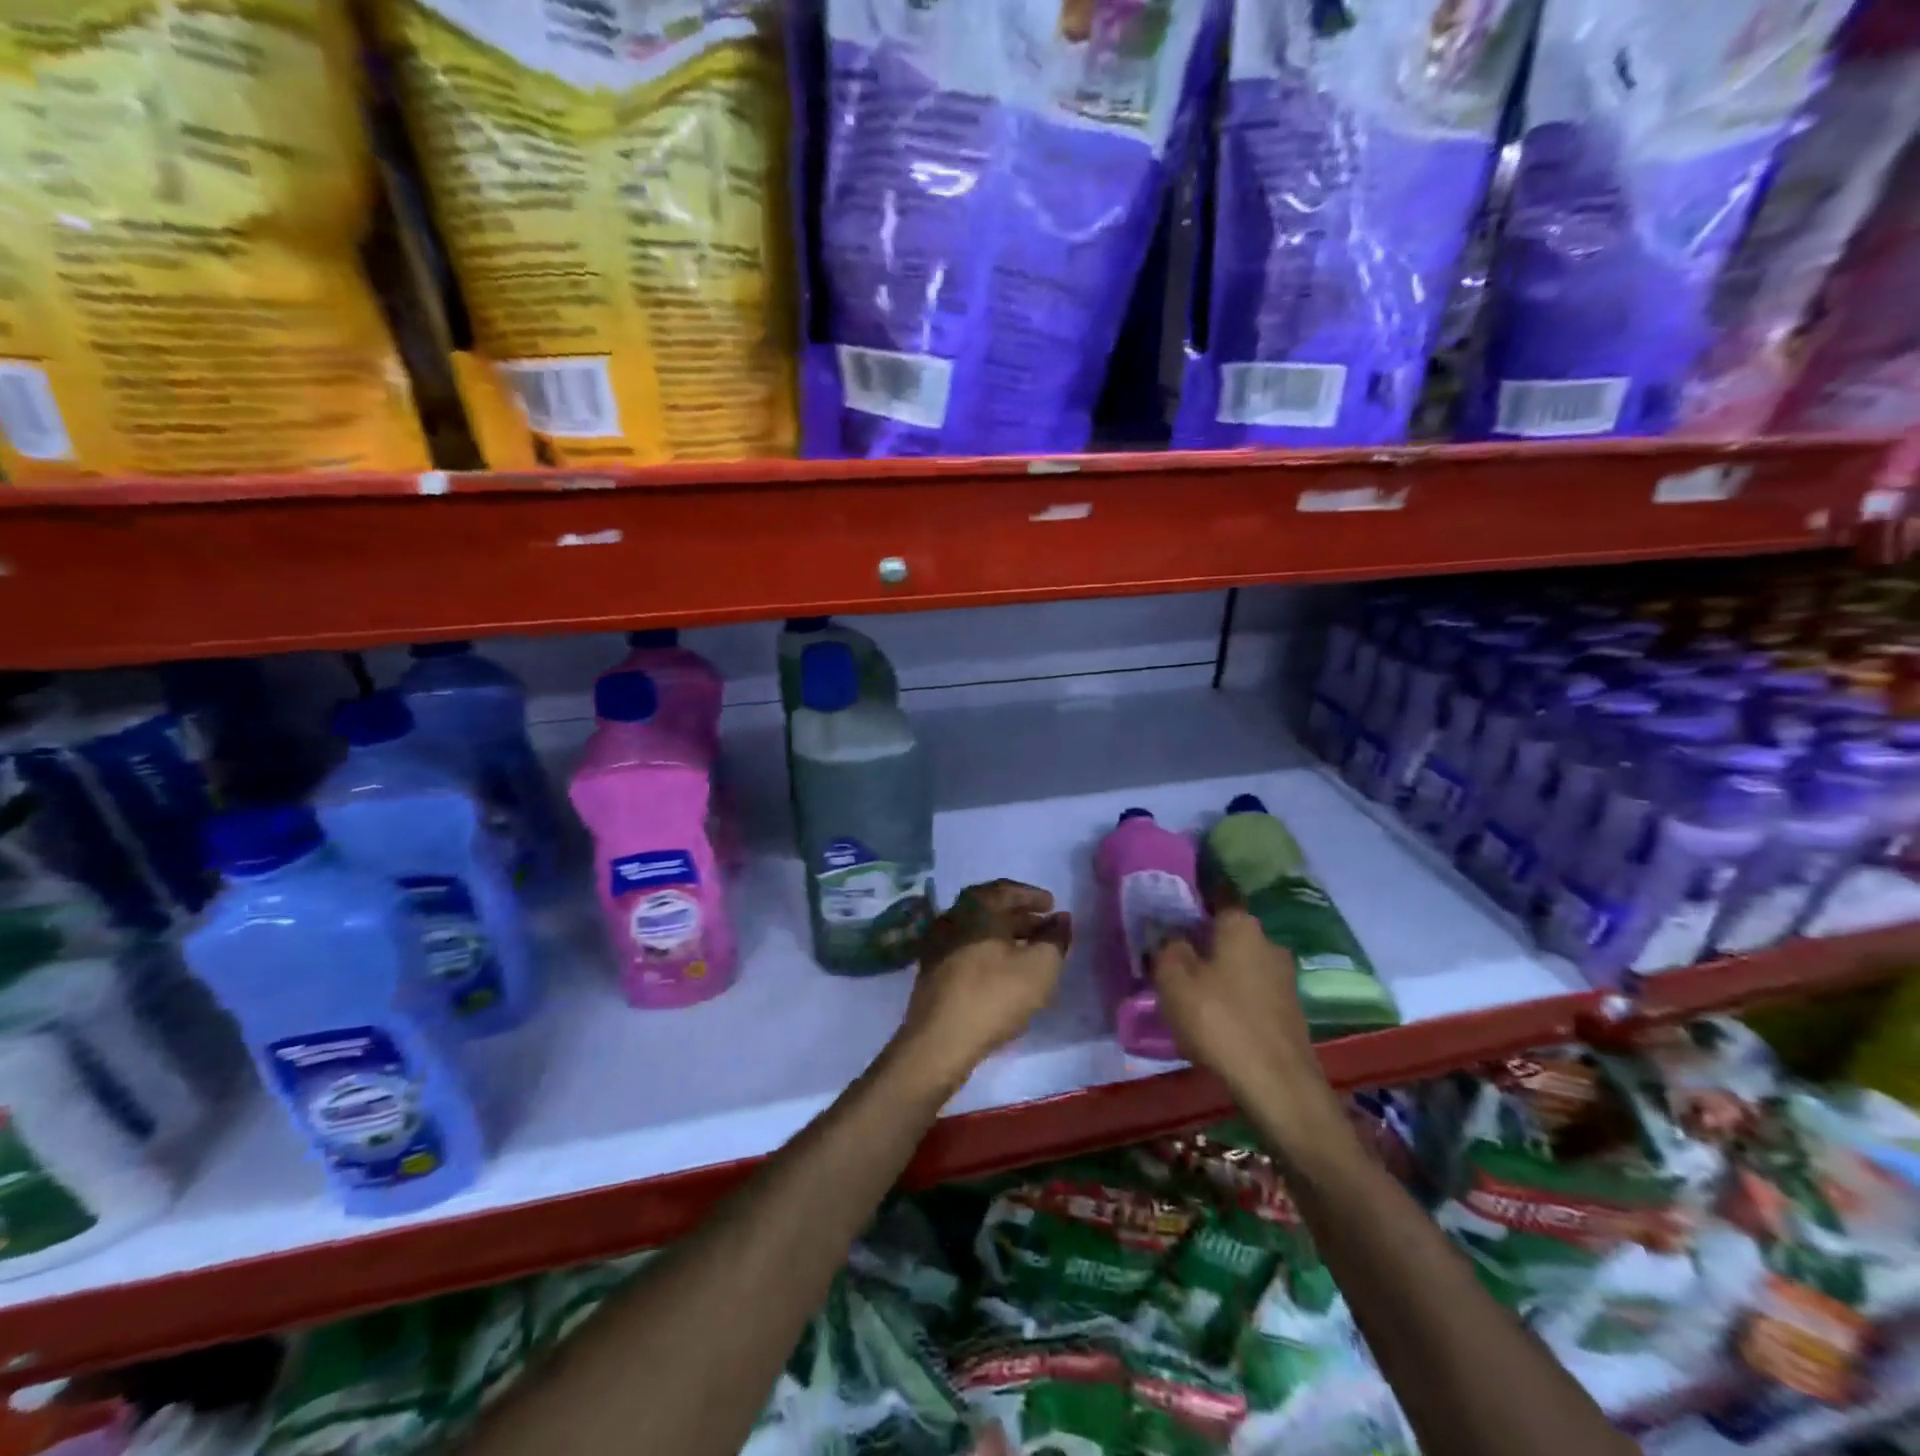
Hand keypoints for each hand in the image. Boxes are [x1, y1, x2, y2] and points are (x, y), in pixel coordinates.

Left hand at [891, 880, 1071, 1093]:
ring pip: (978, 931)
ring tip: (1029, 952)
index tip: (1052, 905)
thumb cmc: (994, 995)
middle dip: (1021, 917)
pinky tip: (1003, 971)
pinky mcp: (931, 970)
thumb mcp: (1040, 967)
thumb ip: (1056, 939)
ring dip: (1005, 936)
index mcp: (975, 906)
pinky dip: (988, 952)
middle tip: (1045, 928)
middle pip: (991, 909)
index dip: (1032, 896)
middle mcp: (951, 916)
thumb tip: (1062, 919)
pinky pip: (966, 949)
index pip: (1007, 890)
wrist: (940, 1040)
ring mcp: (937, 943)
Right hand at [1150, 907, 1326, 1108]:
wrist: (1278, 1085)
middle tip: (1171, 964)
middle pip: (1226, 935)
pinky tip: (1216, 1022)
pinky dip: (1233, 1001)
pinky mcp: (1290, 1011)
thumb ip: (1166, 948)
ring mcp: (1284, 978)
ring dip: (1217, 976)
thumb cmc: (1219, 1020)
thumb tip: (1169, 935)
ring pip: (1239, 966)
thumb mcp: (1173, 980)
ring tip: (1189, 997)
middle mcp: (1268, 942)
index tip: (1166, 921)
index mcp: (1241, 924)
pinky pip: (1251, 994)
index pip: (1213, 898)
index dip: (1188, 907)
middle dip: (1201, 945)